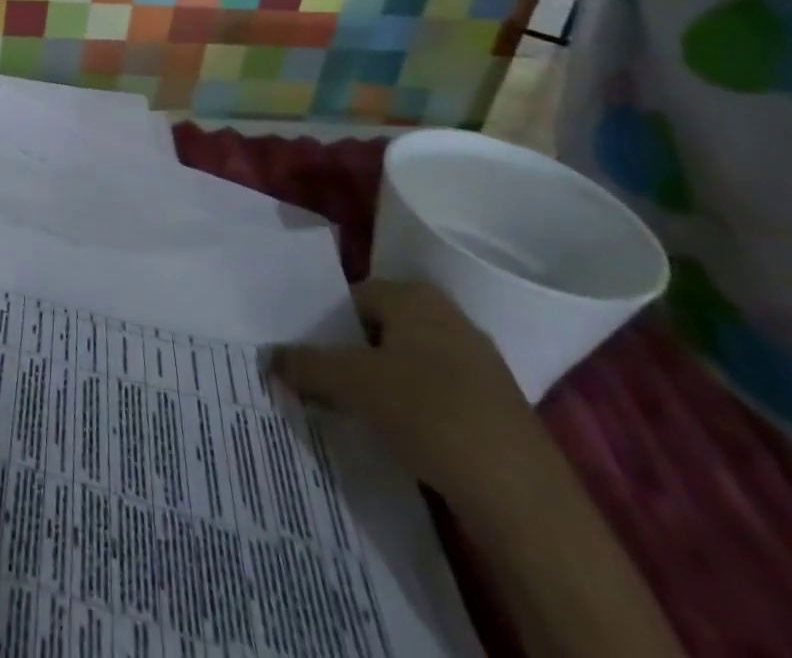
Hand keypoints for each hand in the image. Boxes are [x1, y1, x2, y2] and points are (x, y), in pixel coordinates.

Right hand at [272, 279, 552, 508]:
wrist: (521, 495)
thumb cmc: (427, 412)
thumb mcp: (350, 383)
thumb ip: (305, 364)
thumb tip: (270, 356)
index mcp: (415, 296)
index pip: (353, 297)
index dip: (326, 325)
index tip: (307, 354)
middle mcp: (449, 317)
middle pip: (381, 329)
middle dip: (352, 354)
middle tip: (324, 381)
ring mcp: (479, 363)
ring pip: (409, 363)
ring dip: (381, 383)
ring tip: (355, 411)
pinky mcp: (497, 406)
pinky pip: (437, 394)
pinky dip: (414, 408)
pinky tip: (399, 435)